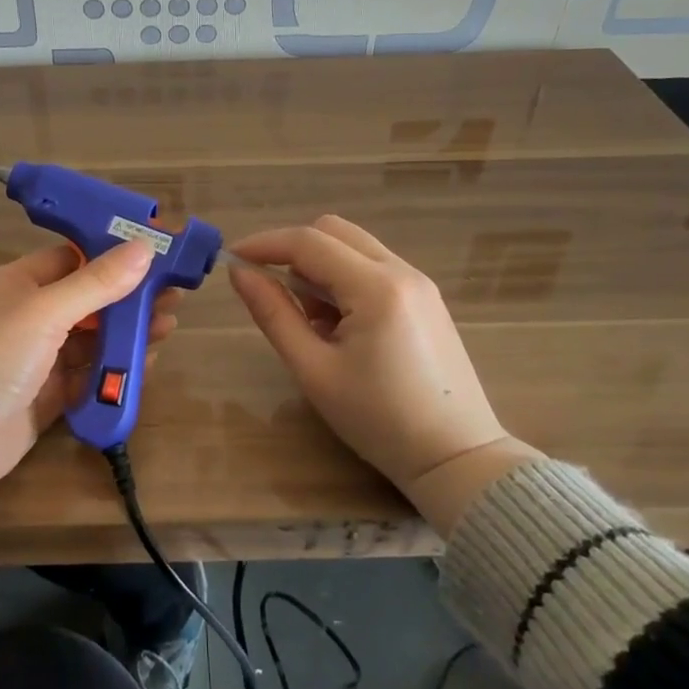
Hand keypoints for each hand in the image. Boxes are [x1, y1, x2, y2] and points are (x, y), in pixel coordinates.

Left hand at [0, 241, 175, 504]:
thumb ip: (96, 283)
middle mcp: (26, 317)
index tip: (155, 254)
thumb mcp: (45, 312)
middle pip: (86, 300)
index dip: (111, 255)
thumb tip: (143, 247)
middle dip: (128, 298)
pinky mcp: (44, 398)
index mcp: (17, 285)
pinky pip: (86, 377)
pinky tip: (146, 364)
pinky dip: (113, 370)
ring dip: (126, 333)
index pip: (70, 258)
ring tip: (168, 327)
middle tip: (174, 295)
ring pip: (90, 340)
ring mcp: (35, 360)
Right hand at [229, 216, 536, 530]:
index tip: (232, 260)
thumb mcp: (314, 370)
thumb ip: (274, 314)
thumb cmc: (378, 420)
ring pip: (354, 248)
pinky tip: (342, 328)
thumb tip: (240, 274)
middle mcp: (402, 271)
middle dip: (293, 251)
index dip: (264, 244)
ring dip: (320, 268)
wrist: (456, 457)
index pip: (309, 242)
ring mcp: (420, 283)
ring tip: (313, 325)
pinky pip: (374, 268)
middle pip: (334, 231)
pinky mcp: (426, 298)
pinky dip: (345, 281)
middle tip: (272, 293)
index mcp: (376, 287)